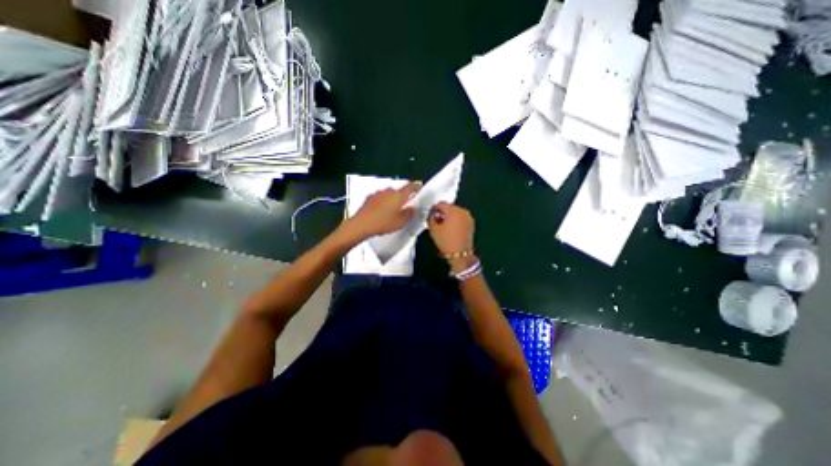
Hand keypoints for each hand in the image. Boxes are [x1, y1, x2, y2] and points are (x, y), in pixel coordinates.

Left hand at [344, 182, 422, 239]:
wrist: (361, 224)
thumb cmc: (382, 223)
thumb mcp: (400, 222)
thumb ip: (409, 213)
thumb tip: (412, 208)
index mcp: (398, 195)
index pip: (410, 186)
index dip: (416, 187)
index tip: (419, 188)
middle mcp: (389, 191)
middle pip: (399, 191)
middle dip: (403, 198)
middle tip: (405, 207)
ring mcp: (378, 193)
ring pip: (389, 195)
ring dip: (392, 200)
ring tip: (392, 212)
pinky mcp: (370, 197)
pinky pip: (380, 198)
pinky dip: (383, 203)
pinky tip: (381, 213)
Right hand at [428, 199, 472, 258]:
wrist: (460, 254)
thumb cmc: (445, 241)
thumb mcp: (433, 229)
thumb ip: (431, 217)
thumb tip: (433, 214)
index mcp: (453, 210)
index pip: (441, 204)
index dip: (434, 209)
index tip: (431, 216)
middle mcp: (462, 211)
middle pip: (449, 207)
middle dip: (443, 212)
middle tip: (437, 221)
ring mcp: (468, 217)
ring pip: (456, 212)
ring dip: (449, 216)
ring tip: (444, 226)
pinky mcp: (471, 223)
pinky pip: (461, 218)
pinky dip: (456, 221)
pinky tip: (451, 229)